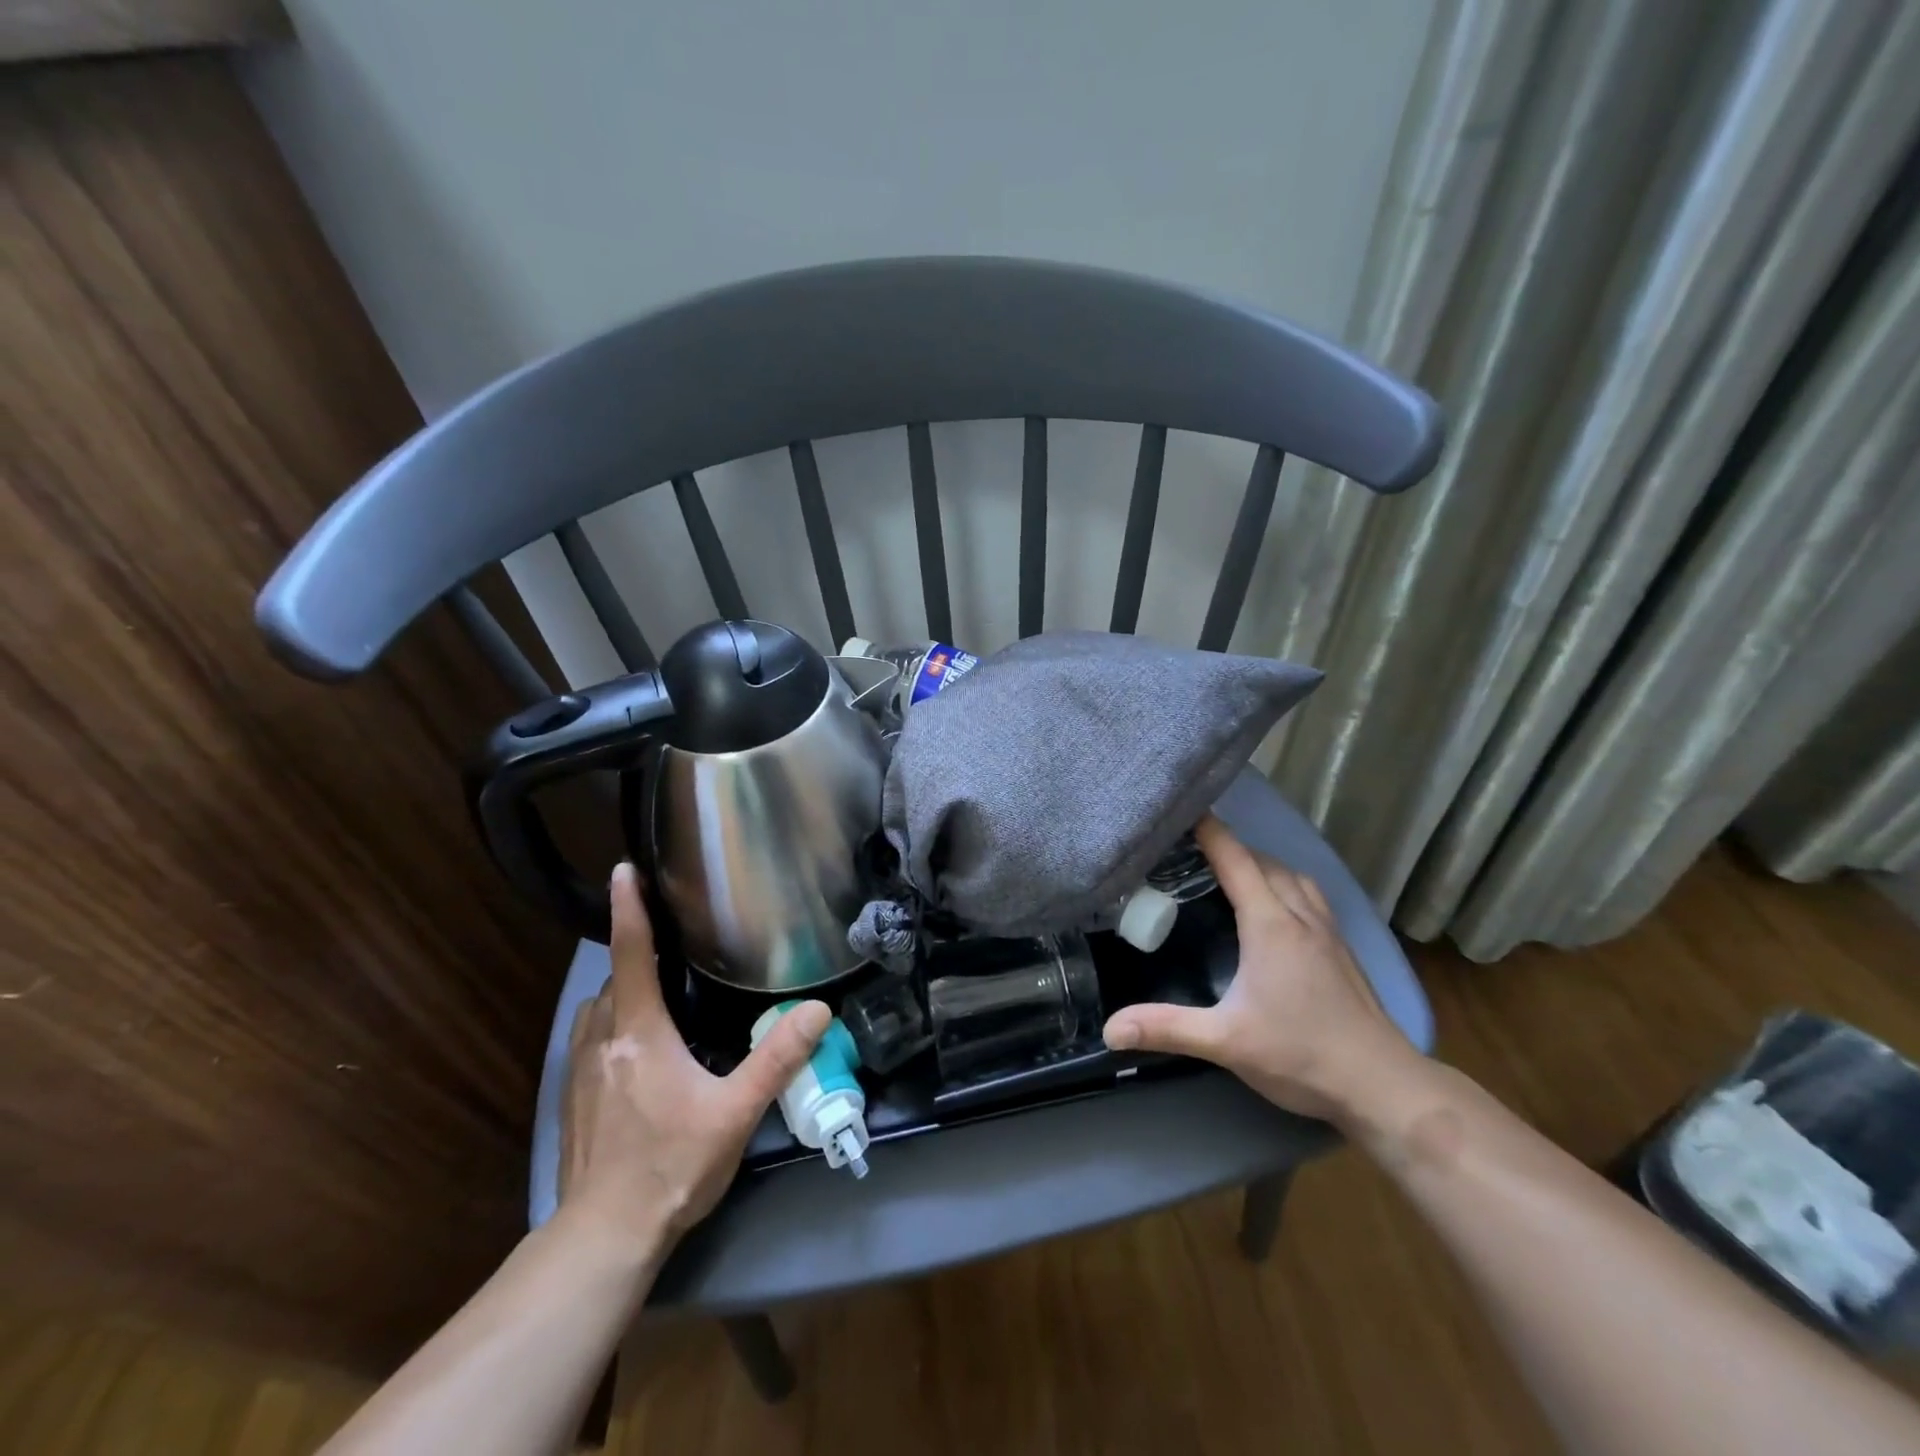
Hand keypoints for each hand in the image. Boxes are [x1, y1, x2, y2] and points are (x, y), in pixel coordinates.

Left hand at [560, 863, 830, 1251]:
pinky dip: (609, 1022)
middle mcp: (602, 1041)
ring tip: (654, 990)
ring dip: (621, 990)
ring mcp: (579, 1071)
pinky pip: (589, 1038)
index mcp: (640, 1033)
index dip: (630, 908)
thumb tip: (818, 1009)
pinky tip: (633, 1047)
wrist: (604, 1237)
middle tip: (670, 943)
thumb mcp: (736, 1112)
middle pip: (614, 980)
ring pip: (597, 1009)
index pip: (631, 954)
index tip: (623, 870)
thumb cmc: (673, 1166)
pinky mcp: (571, 1098)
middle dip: (636, 955)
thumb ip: (777, 1057)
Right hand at [1101, 816, 1419, 1123]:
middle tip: (1192, 848)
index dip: (1209, 831)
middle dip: (1229, 846)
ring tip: (1233, 871)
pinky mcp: (1343, 949)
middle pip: (1263, 861)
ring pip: (1293, 875)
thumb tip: (1110, 1030)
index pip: (1235, 861)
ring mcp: (1328, 931)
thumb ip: (1166, 1028)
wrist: (1383, 1085)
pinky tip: (1278, 907)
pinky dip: (1286, 884)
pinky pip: (1310, 895)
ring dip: (1262, 864)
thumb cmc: (1301, 1055)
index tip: (1183, 810)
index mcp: (1270, 924)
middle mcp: (1300, 915)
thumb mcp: (1225, 1041)